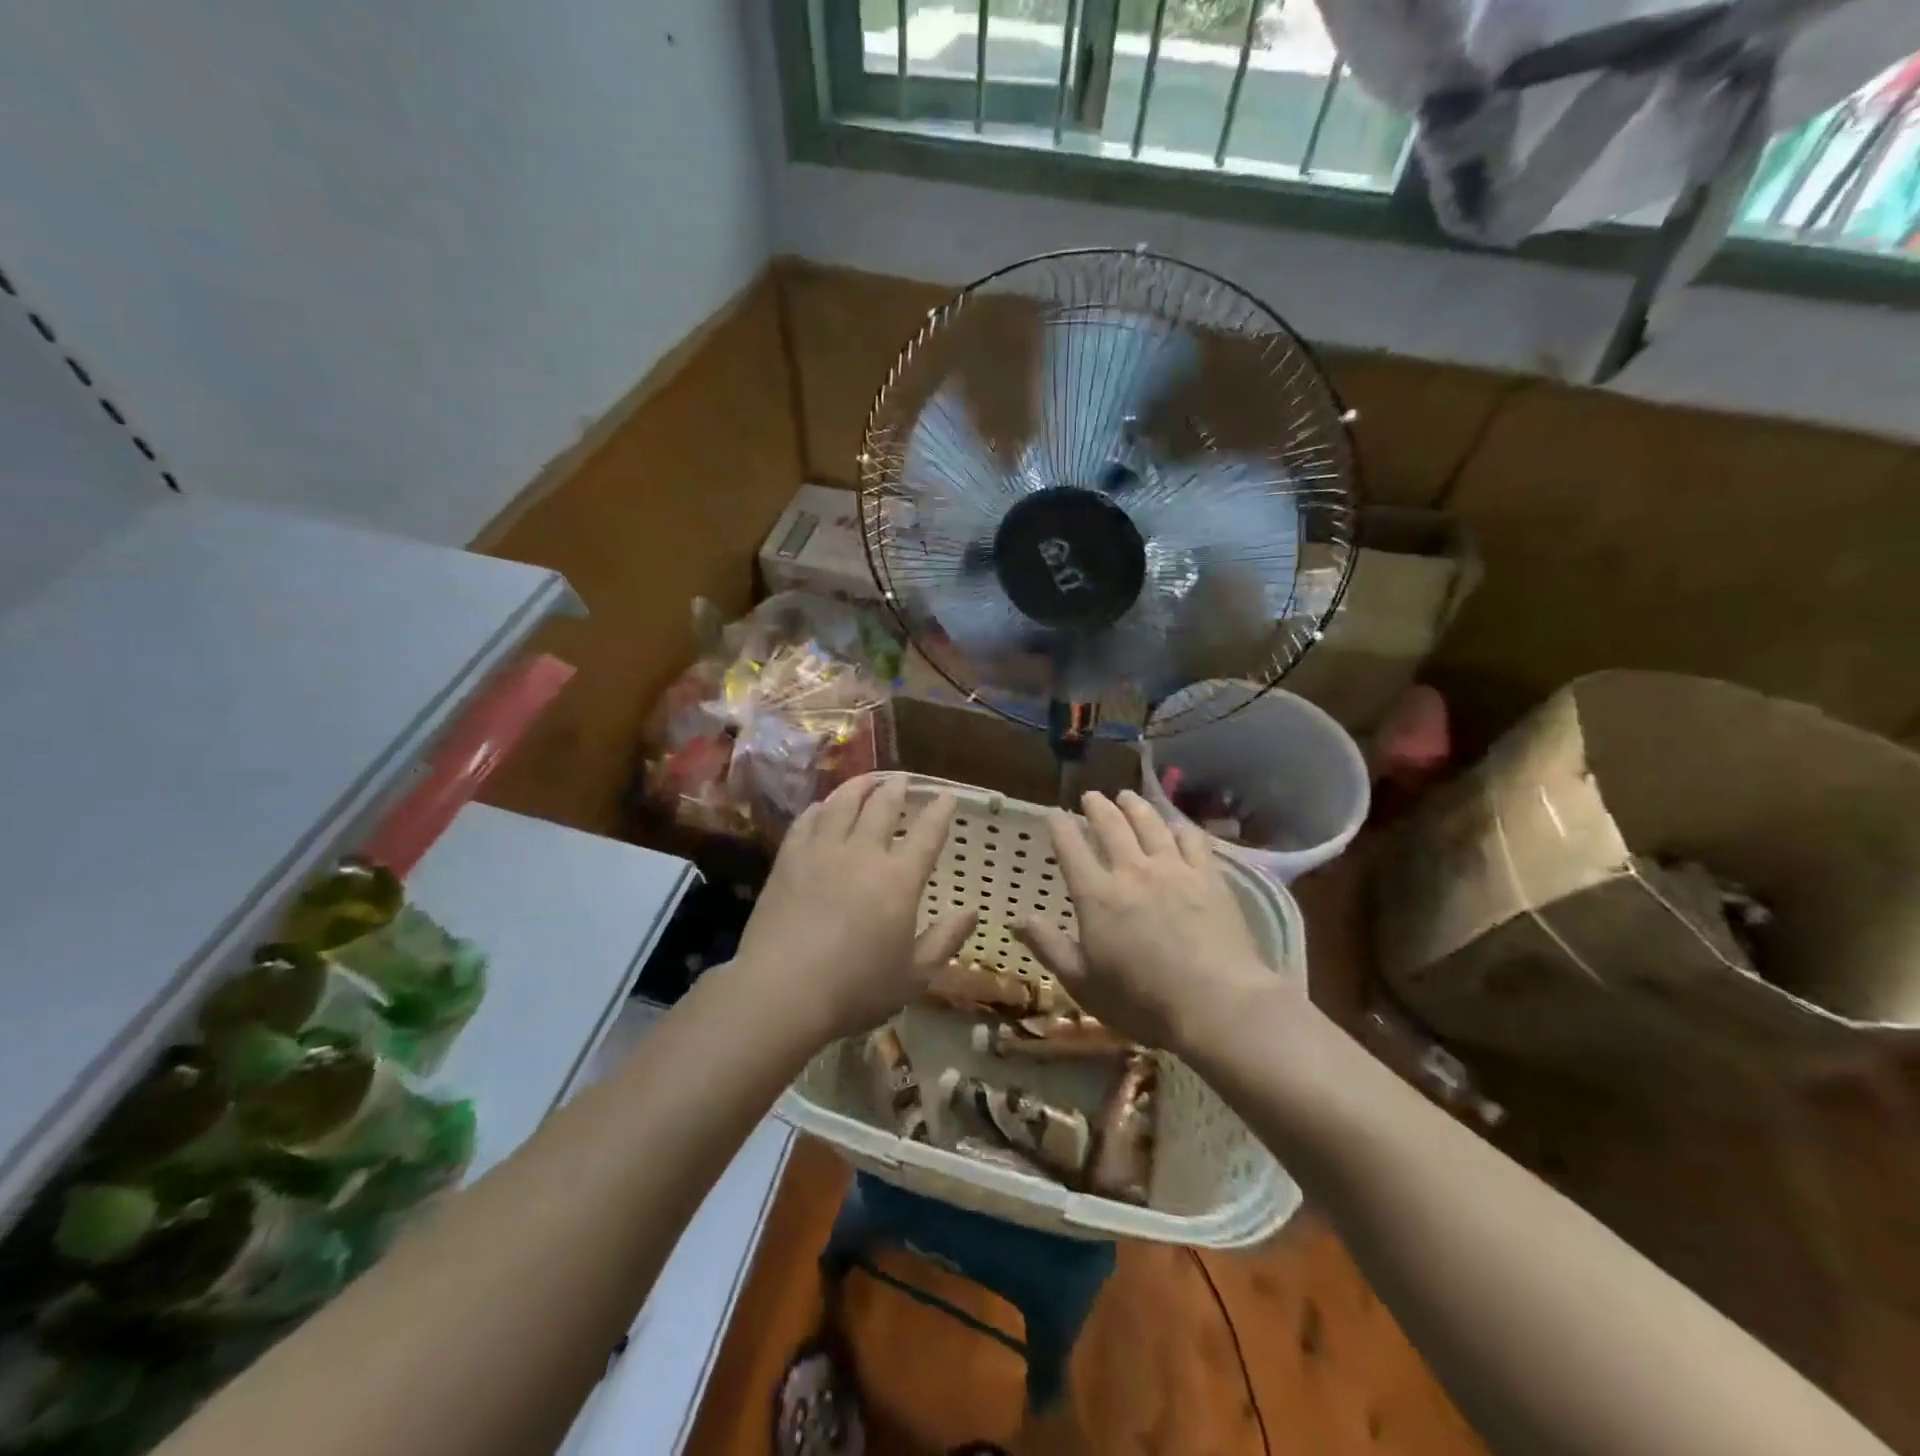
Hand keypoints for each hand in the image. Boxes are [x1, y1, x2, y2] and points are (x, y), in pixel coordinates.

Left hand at [734, 774, 974, 1043]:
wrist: (781, 992)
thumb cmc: (855, 990)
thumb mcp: (914, 976)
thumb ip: (946, 940)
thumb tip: (972, 911)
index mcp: (899, 879)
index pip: (927, 833)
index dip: (940, 811)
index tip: (946, 796)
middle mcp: (862, 853)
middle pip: (883, 807)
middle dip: (897, 789)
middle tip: (903, 779)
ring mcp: (822, 852)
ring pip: (843, 804)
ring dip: (859, 786)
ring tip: (867, 779)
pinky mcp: (788, 860)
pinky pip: (806, 821)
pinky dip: (820, 808)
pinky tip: (822, 806)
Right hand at [1016, 791, 1282, 1051]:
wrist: (1216, 1003)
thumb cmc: (1142, 1001)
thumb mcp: (1083, 983)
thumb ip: (1049, 946)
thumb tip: (1016, 920)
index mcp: (1096, 895)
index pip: (1071, 848)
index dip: (1060, 827)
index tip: (1053, 814)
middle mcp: (1132, 871)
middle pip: (1111, 825)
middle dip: (1097, 807)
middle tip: (1090, 796)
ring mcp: (1173, 870)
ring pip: (1150, 824)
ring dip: (1134, 806)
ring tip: (1126, 796)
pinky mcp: (1209, 877)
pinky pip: (1191, 840)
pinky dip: (1178, 827)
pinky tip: (1175, 825)